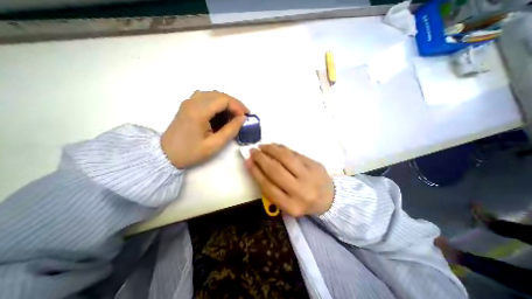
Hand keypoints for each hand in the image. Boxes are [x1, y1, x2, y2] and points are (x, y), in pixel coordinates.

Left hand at [161, 90, 250, 168]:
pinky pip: (207, 99)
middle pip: (220, 95)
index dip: (238, 106)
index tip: (246, 117)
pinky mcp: (188, 106)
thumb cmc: (190, 152)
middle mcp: (193, 102)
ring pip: (214, 95)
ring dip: (227, 104)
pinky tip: (222, 115)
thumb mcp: (214, 145)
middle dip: (234, 104)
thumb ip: (231, 130)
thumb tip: (242, 118)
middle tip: (242, 116)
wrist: (165, 155)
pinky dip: (218, 105)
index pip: (224, 99)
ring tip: (234, 116)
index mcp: (198, 111)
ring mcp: (189, 102)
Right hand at [244, 143, 331, 216]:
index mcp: (291, 206)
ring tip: (262, 146)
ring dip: (271, 149)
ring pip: (285, 158)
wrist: (329, 198)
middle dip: (261, 158)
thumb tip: (255, 166)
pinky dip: (282, 148)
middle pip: (275, 170)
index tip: (247, 161)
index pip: (268, 186)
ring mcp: (309, 176)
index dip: (255, 172)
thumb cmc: (302, 202)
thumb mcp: (286, 203)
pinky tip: (275, 146)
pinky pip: (295, 153)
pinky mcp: (315, 164)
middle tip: (253, 151)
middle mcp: (300, 191)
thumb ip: (271, 188)